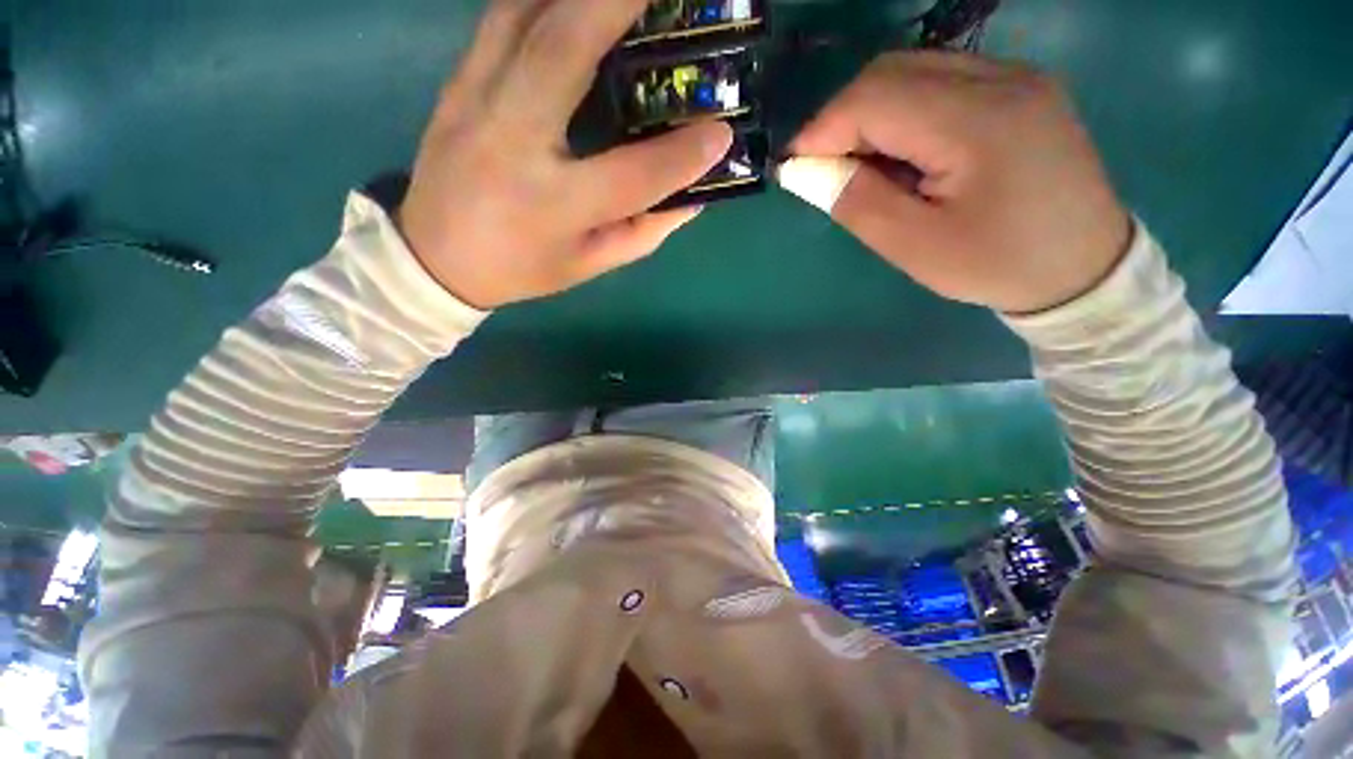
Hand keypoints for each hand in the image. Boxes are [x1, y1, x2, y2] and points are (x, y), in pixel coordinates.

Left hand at [397, 0, 732, 309]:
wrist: (436, 258)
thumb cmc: (523, 268)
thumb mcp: (590, 264)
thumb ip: (644, 232)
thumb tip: (693, 198)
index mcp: (555, 207)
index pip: (632, 177)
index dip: (682, 156)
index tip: (721, 133)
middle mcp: (514, 144)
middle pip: (565, 53)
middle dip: (619, 4)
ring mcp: (478, 102)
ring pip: (527, 18)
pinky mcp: (458, 83)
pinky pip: (501, 18)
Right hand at [789, 53, 1131, 313]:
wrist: (1083, 265)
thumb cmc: (995, 264)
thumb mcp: (914, 246)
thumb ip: (856, 201)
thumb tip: (804, 170)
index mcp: (977, 121)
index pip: (874, 97)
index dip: (822, 127)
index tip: (793, 166)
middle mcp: (1001, 78)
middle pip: (892, 72)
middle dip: (843, 117)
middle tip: (825, 168)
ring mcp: (1016, 76)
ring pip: (914, 70)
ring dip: (871, 113)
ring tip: (862, 164)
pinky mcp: (1020, 87)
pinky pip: (941, 80)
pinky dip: (903, 111)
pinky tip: (903, 151)